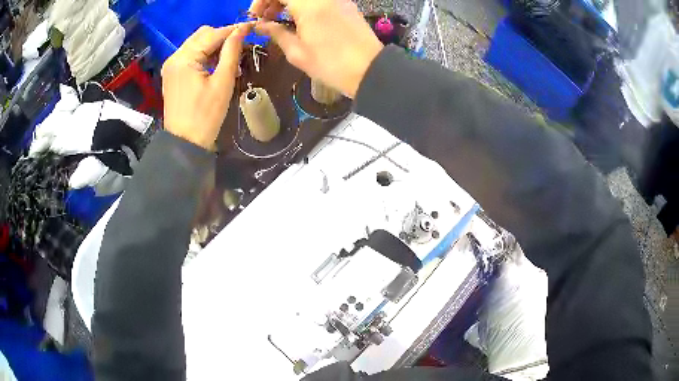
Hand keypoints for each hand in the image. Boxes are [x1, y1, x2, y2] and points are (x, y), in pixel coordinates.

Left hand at [161, 24, 250, 149]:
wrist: (185, 143)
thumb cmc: (206, 116)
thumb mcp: (222, 82)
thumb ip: (232, 52)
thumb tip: (242, 30)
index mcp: (185, 59)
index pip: (213, 34)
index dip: (233, 30)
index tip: (251, 28)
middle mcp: (175, 57)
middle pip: (202, 34)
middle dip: (222, 36)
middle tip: (240, 47)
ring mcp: (171, 66)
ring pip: (196, 43)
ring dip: (214, 45)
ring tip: (229, 58)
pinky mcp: (172, 74)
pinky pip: (190, 55)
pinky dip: (204, 55)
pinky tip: (214, 65)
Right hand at [249, 0, 382, 98]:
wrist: (370, 70)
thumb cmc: (331, 65)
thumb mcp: (297, 52)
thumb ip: (276, 33)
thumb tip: (260, 26)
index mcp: (309, 5)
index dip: (261, 1)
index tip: (255, 16)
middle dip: (273, 0)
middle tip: (265, 18)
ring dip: (288, 2)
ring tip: (280, 20)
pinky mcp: (345, 3)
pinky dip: (303, 4)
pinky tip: (299, 19)